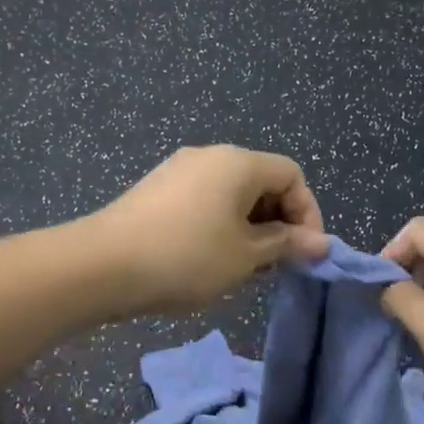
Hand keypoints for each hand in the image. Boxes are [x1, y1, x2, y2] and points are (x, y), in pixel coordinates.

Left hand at [88, 146, 327, 316]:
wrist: (102, 265)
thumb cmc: (186, 257)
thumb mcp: (245, 256)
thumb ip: (286, 244)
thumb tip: (321, 243)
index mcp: (238, 162)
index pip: (291, 175)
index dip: (308, 213)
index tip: (306, 253)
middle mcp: (210, 155)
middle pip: (261, 181)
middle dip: (278, 222)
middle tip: (277, 264)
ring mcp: (179, 170)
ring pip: (232, 194)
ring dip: (250, 227)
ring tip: (246, 268)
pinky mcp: (157, 189)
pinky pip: (204, 200)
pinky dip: (220, 224)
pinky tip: (211, 259)